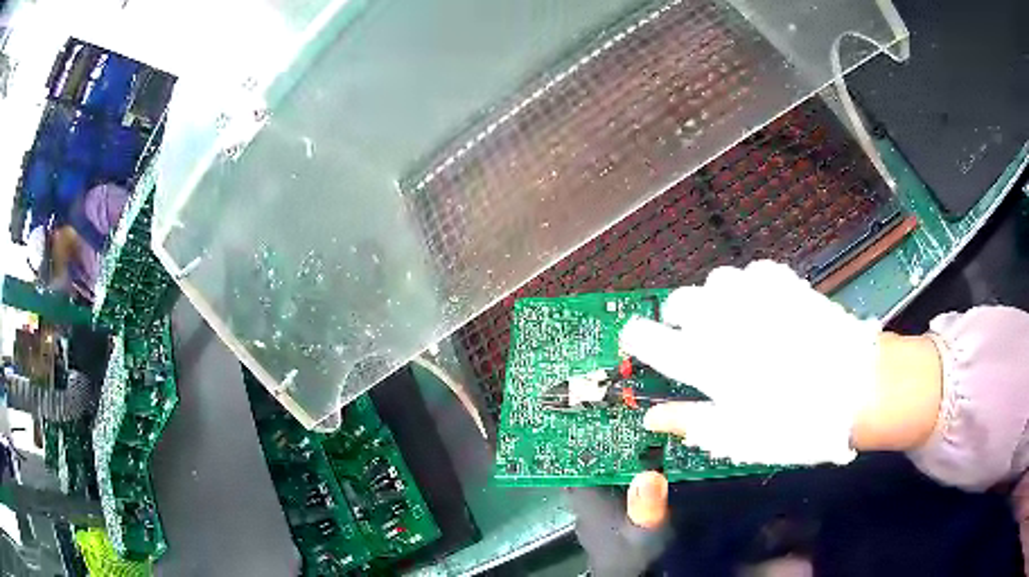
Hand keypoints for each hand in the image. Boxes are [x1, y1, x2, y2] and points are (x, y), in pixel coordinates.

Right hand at [620, 260, 880, 464]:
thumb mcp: (739, 437)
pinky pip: (751, 272)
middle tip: (697, 341)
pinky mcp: (783, 282)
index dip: (637, 338)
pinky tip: (762, 305)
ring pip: (713, 281)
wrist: (855, 387)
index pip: (649, 338)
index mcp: (705, 362)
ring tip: (732, 321)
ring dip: (713, 301)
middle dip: (677, 319)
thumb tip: (653, 417)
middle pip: (678, 302)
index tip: (639, 341)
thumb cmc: (795, 422)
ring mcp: (755, 296)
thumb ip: (692, 422)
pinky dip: (748, 287)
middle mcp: (723, 321)